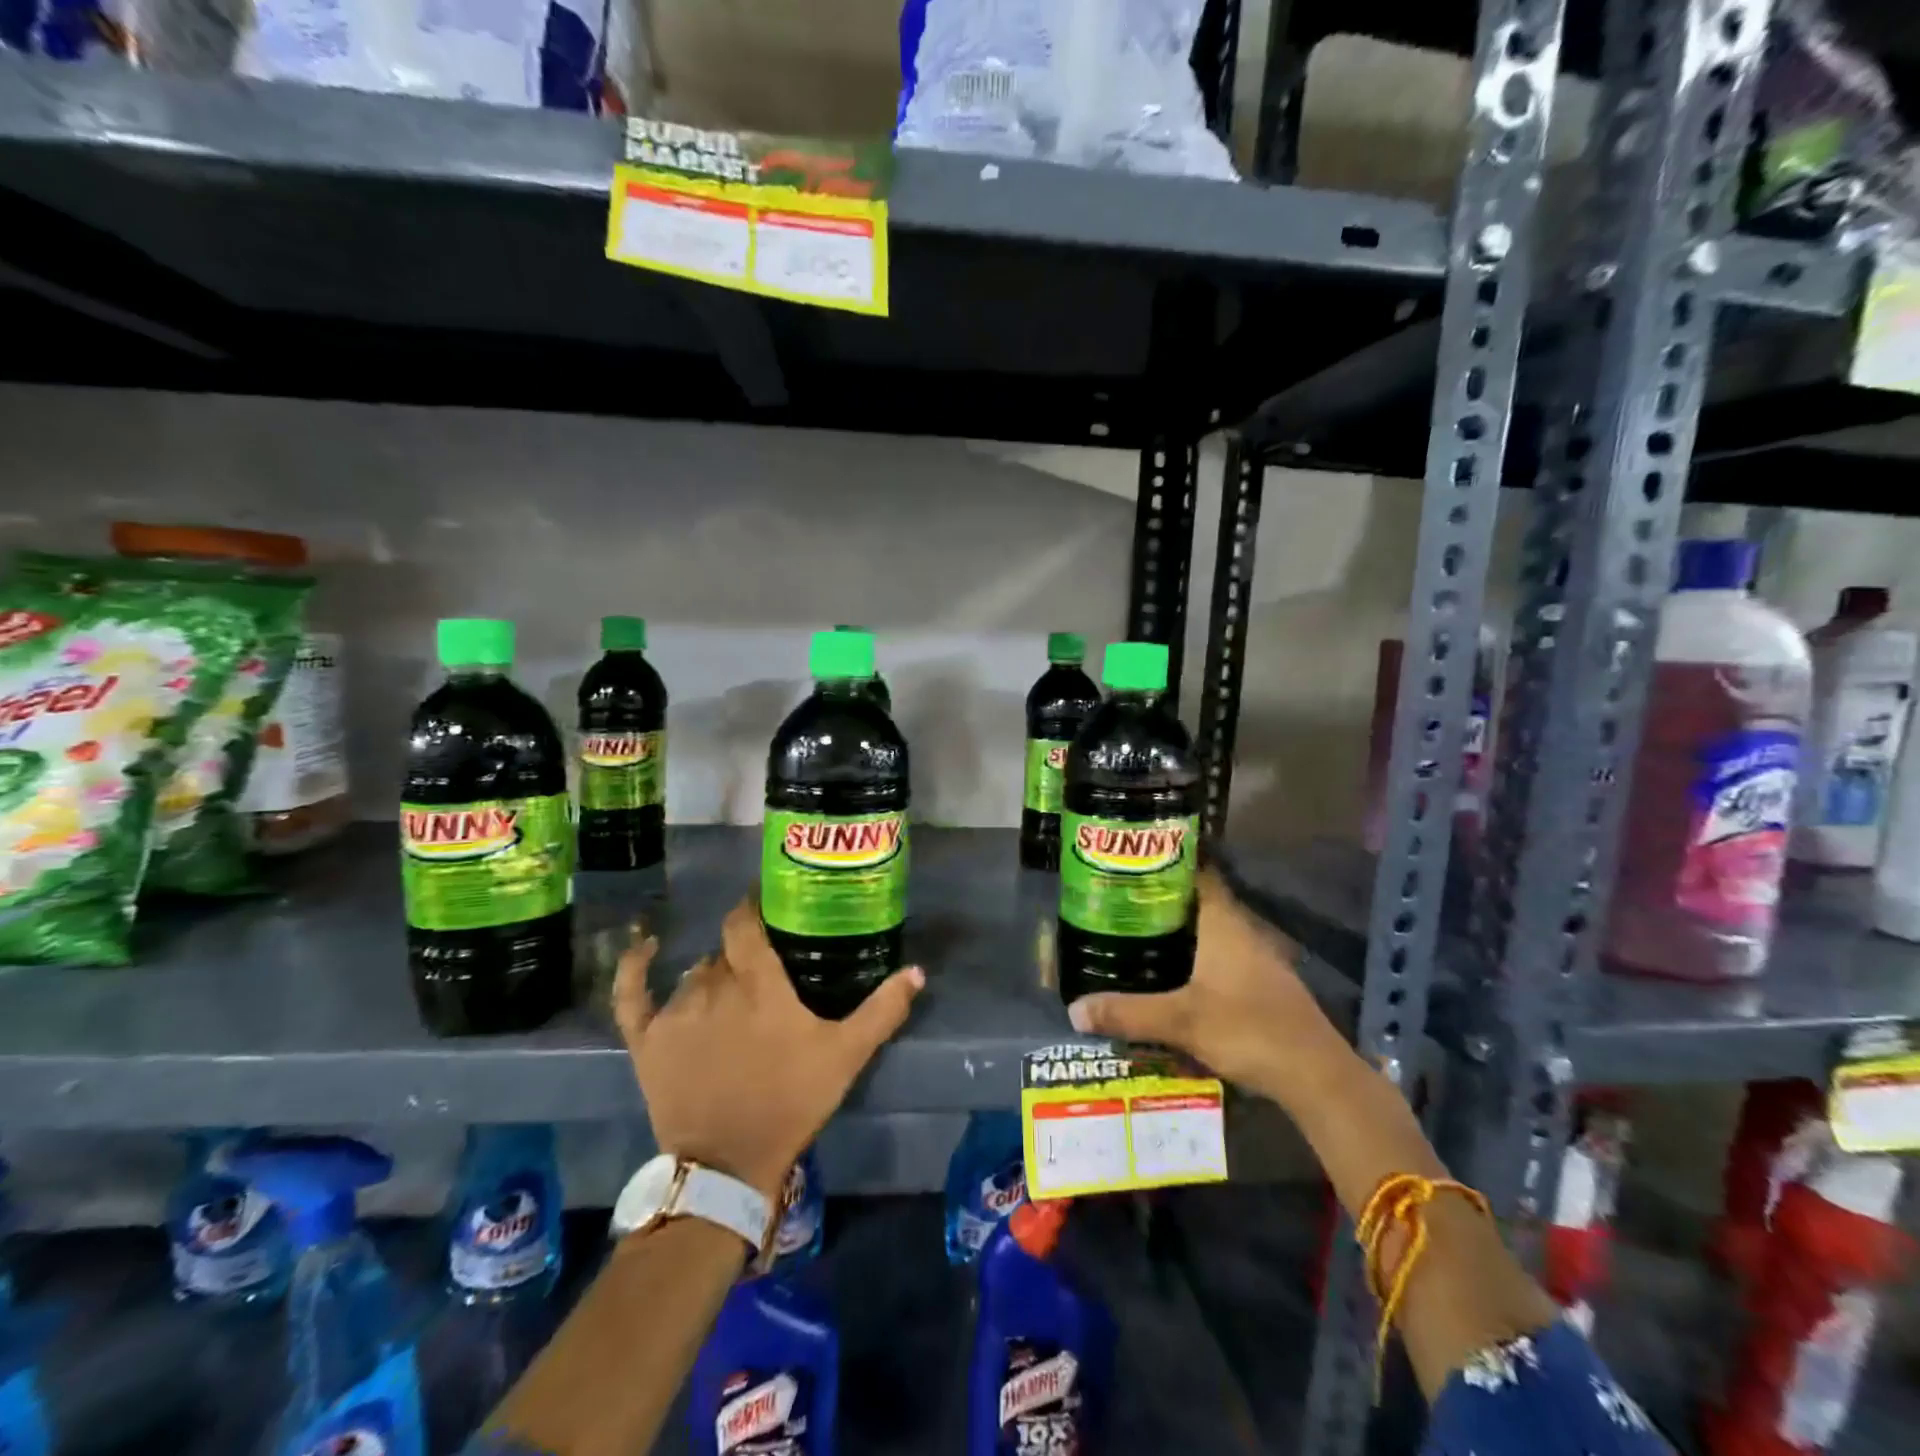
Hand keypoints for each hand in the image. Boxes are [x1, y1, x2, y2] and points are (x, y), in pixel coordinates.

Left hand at [614, 899, 924, 1199]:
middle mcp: (714, 986)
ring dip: (712, 976)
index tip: (765, 903)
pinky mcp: (646, 1040)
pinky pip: (632, 992)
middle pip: (724, 952)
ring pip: (694, 973)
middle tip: (761, 968)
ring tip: (730, 994)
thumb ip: (881, 1010)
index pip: (745, 924)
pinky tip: (645, 946)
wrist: (727, 1165)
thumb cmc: (791, 1101)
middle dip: (742, 955)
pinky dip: (635, 966)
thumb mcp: (845, 1055)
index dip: (752, 907)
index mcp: (758, 983)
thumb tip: (917, 971)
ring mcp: (676, 1012)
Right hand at [1065, 869, 1347, 1113]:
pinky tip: (1170, 974)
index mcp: (1224, 923)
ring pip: (1210, 931)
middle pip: (1199, 902)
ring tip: (1135, 933)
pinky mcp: (1261, 984)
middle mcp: (1242, 931)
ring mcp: (1255, 959)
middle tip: (1120, 899)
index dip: (1168, 861)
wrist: (1315, 1075)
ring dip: (1178, 931)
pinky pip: (1219, 956)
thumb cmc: (1248, 1030)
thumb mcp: (1181, 1021)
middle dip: (1162, 899)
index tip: (1134, 858)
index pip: (1198, 873)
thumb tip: (1074, 1009)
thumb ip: (1128, 1013)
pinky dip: (1194, 957)